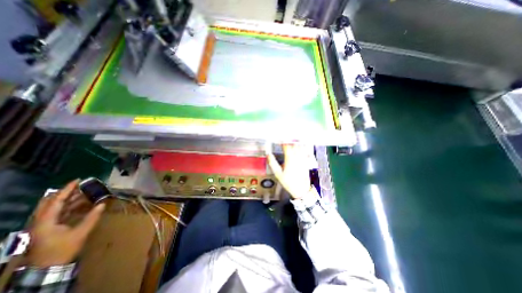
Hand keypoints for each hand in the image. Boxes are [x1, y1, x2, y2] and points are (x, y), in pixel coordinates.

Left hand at [25, 180, 105, 266]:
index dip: (67, 189)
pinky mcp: (48, 228)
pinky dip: (70, 206)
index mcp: (46, 221)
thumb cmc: (63, 249)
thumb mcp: (80, 233)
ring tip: (85, 193)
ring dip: (69, 199)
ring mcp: (44, 225)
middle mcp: (41, 221)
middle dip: (66, 193)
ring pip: (55, 207)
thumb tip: (103, 203)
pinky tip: (82, 204)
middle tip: (81, 186)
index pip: (56, 201)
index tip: (78, 180)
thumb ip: (92, 217)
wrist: (48, 268)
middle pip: (50, 202)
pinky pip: (59, 212)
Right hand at [266, 143, 310, 198]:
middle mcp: (297, 157)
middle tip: (284, 141)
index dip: (282, 143)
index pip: (287, 147)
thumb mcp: (278, 174)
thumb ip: (273, 163)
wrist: (301, 189)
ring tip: (291, 142)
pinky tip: (299, 147)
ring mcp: (303, 159)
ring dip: (295, 143)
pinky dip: (302, 147)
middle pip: (294, 145)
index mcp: (290, 159)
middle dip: (289, 141)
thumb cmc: (288, 182)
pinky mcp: (306, 161)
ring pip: (300, 147)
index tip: (279, 141)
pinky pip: (305, 151)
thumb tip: (268, 155)